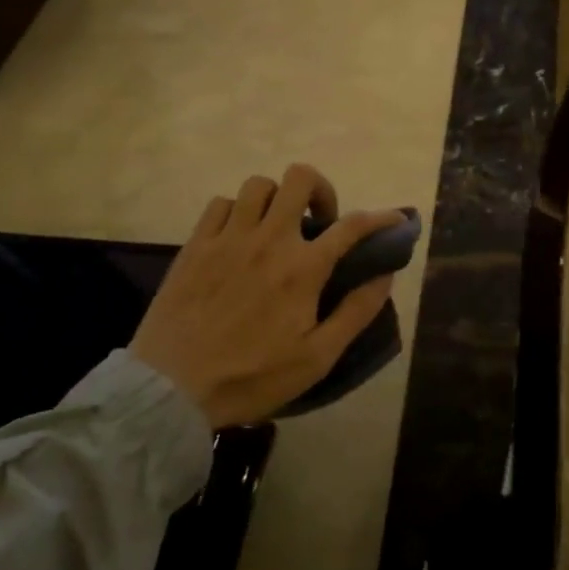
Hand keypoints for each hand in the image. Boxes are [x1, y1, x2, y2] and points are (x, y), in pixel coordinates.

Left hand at [130, 164, 404, 427]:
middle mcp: (269, 240)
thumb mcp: (317, 357)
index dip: (381, 218)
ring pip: (259, 185)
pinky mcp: (196, 244)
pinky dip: (238, 210)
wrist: (172, 389)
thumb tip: (386, 276)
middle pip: (301, 179)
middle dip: (321, 190)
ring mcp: (228, 237)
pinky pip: (221, 203)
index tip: (396, 219)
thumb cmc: (251, 378)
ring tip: (278, 226)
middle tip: (321, 221)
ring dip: (278, 198)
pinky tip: (240, 235)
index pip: (353, 226)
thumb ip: (356, 312)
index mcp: (303, 268)